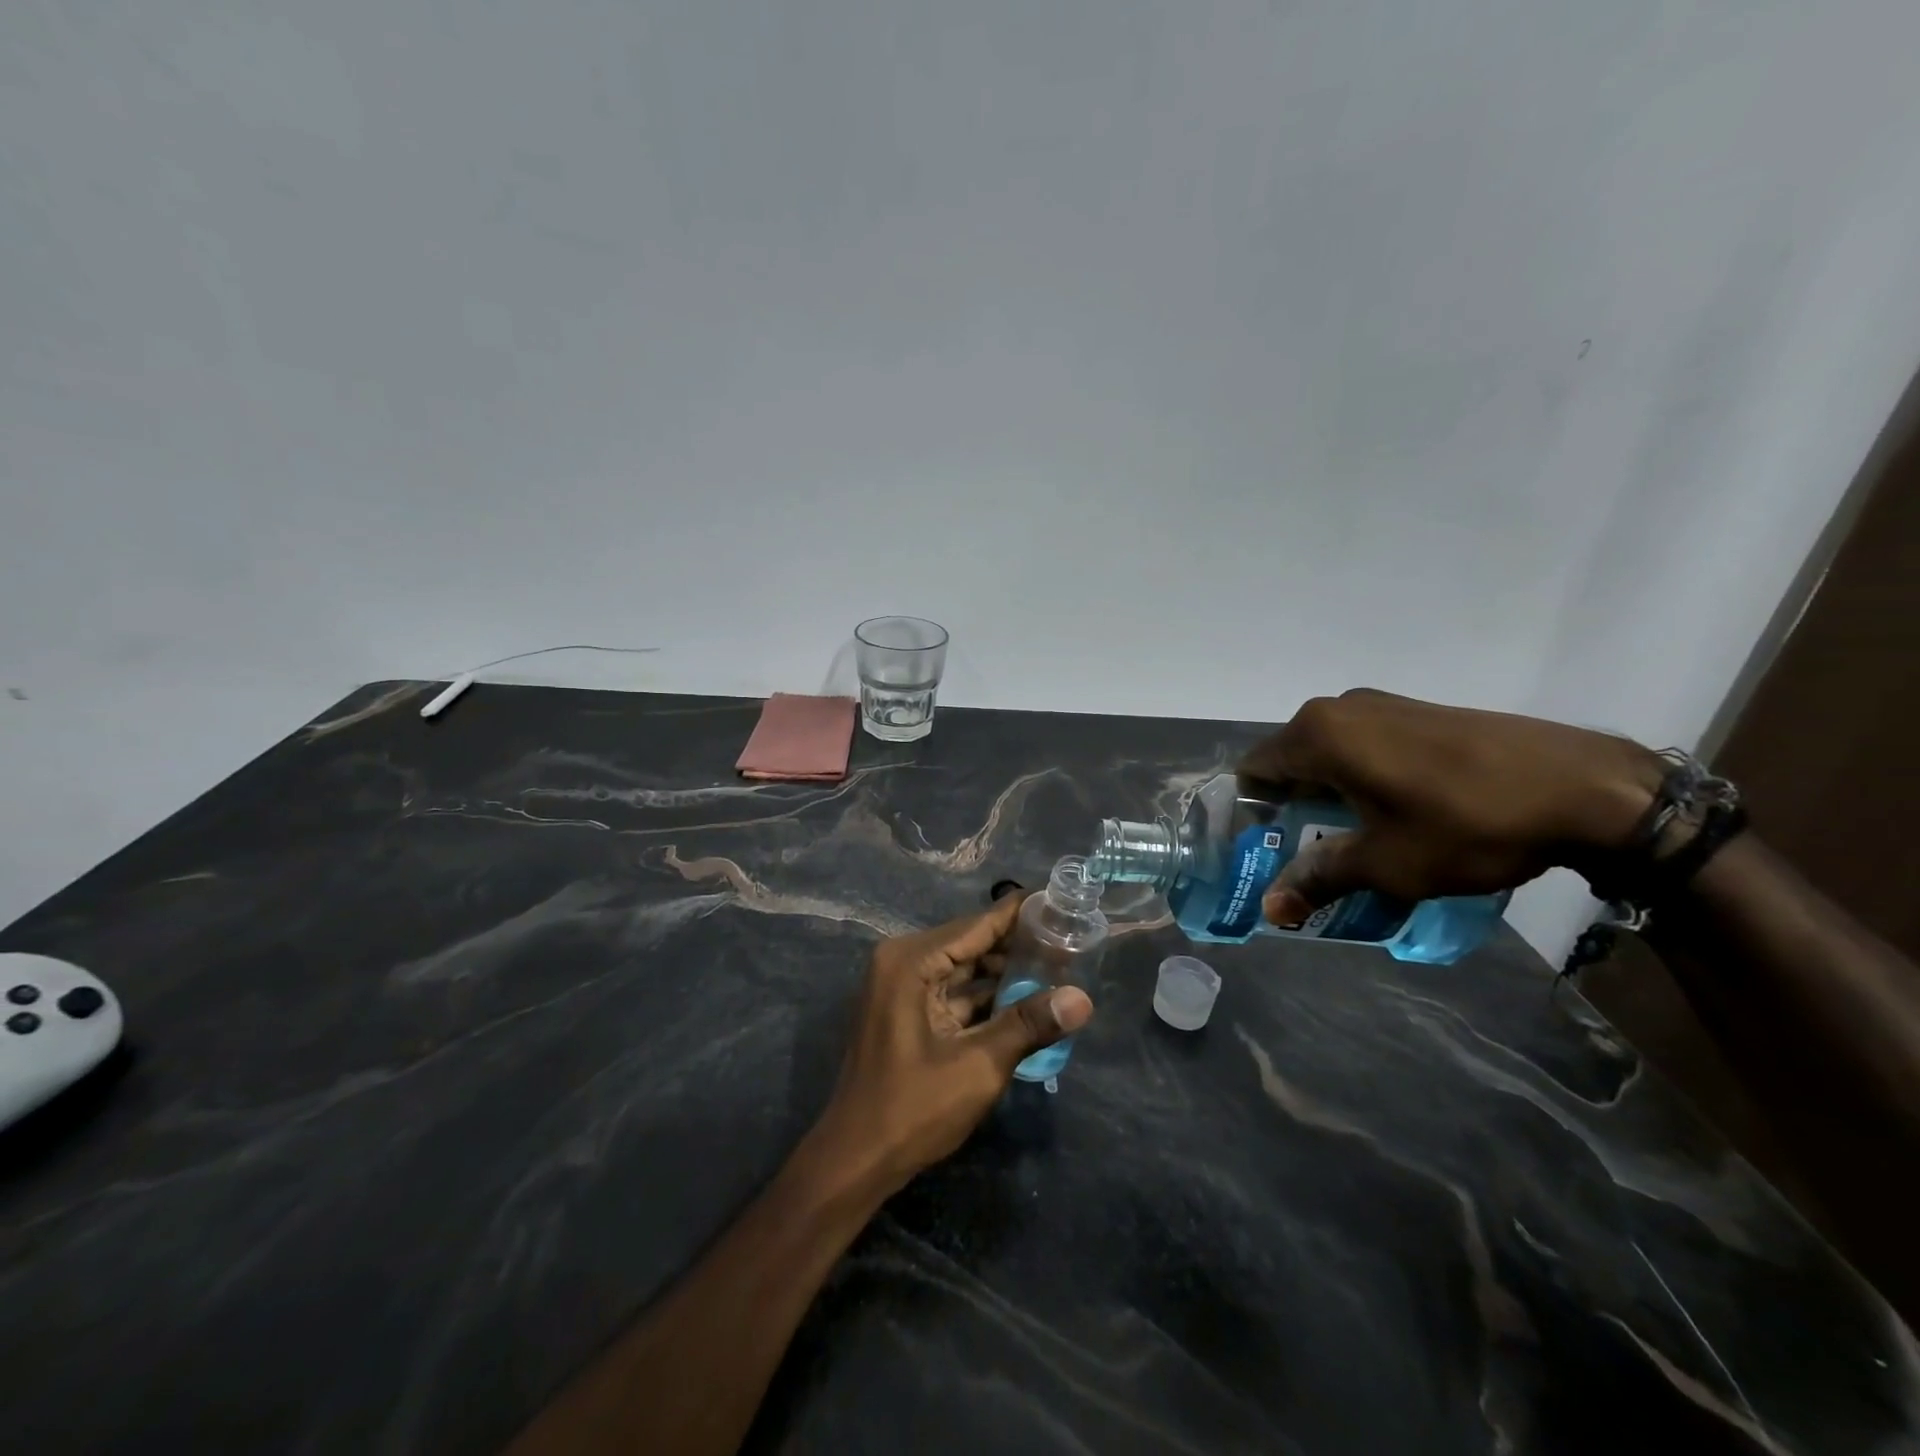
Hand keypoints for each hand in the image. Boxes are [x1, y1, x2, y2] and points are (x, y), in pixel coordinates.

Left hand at [807, 894, 1093, 1195]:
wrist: (855, 1161)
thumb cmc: (913, 1109)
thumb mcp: (978, 1066)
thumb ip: (1029, 1024)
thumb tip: (1083, 999)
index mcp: (911, 961)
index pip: (977, 925)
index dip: (1019, 913)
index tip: (1058, 899)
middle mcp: (902, 962)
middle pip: (970, 943)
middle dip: (1016, 945)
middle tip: (1068, 942)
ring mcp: (900, 987)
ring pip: (962, 968)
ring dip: (1002, 972)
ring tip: (1055, 969)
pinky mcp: (903, 1011)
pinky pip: (951, 991)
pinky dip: (983, 996)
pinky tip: (1022, 1000)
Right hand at [1238, 689, 1664, 926]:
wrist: (1588, 788)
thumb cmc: (1468, 824)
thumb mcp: (1387, 863)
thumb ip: (1319, 879)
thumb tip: (1271, 910)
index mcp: (1318, 735)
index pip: (1254, 771)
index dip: (1254, 815)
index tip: (1271, 852)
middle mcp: (1340, 708)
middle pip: (1290, 761)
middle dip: (1291, 808)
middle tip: (1309, 854)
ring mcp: (1383, 704)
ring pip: (1328, 753)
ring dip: (1327, 793)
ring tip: (1355, 838)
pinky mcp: (1419, 710)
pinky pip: (1365, 744)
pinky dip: (1360, 776)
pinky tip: (1395, 811)